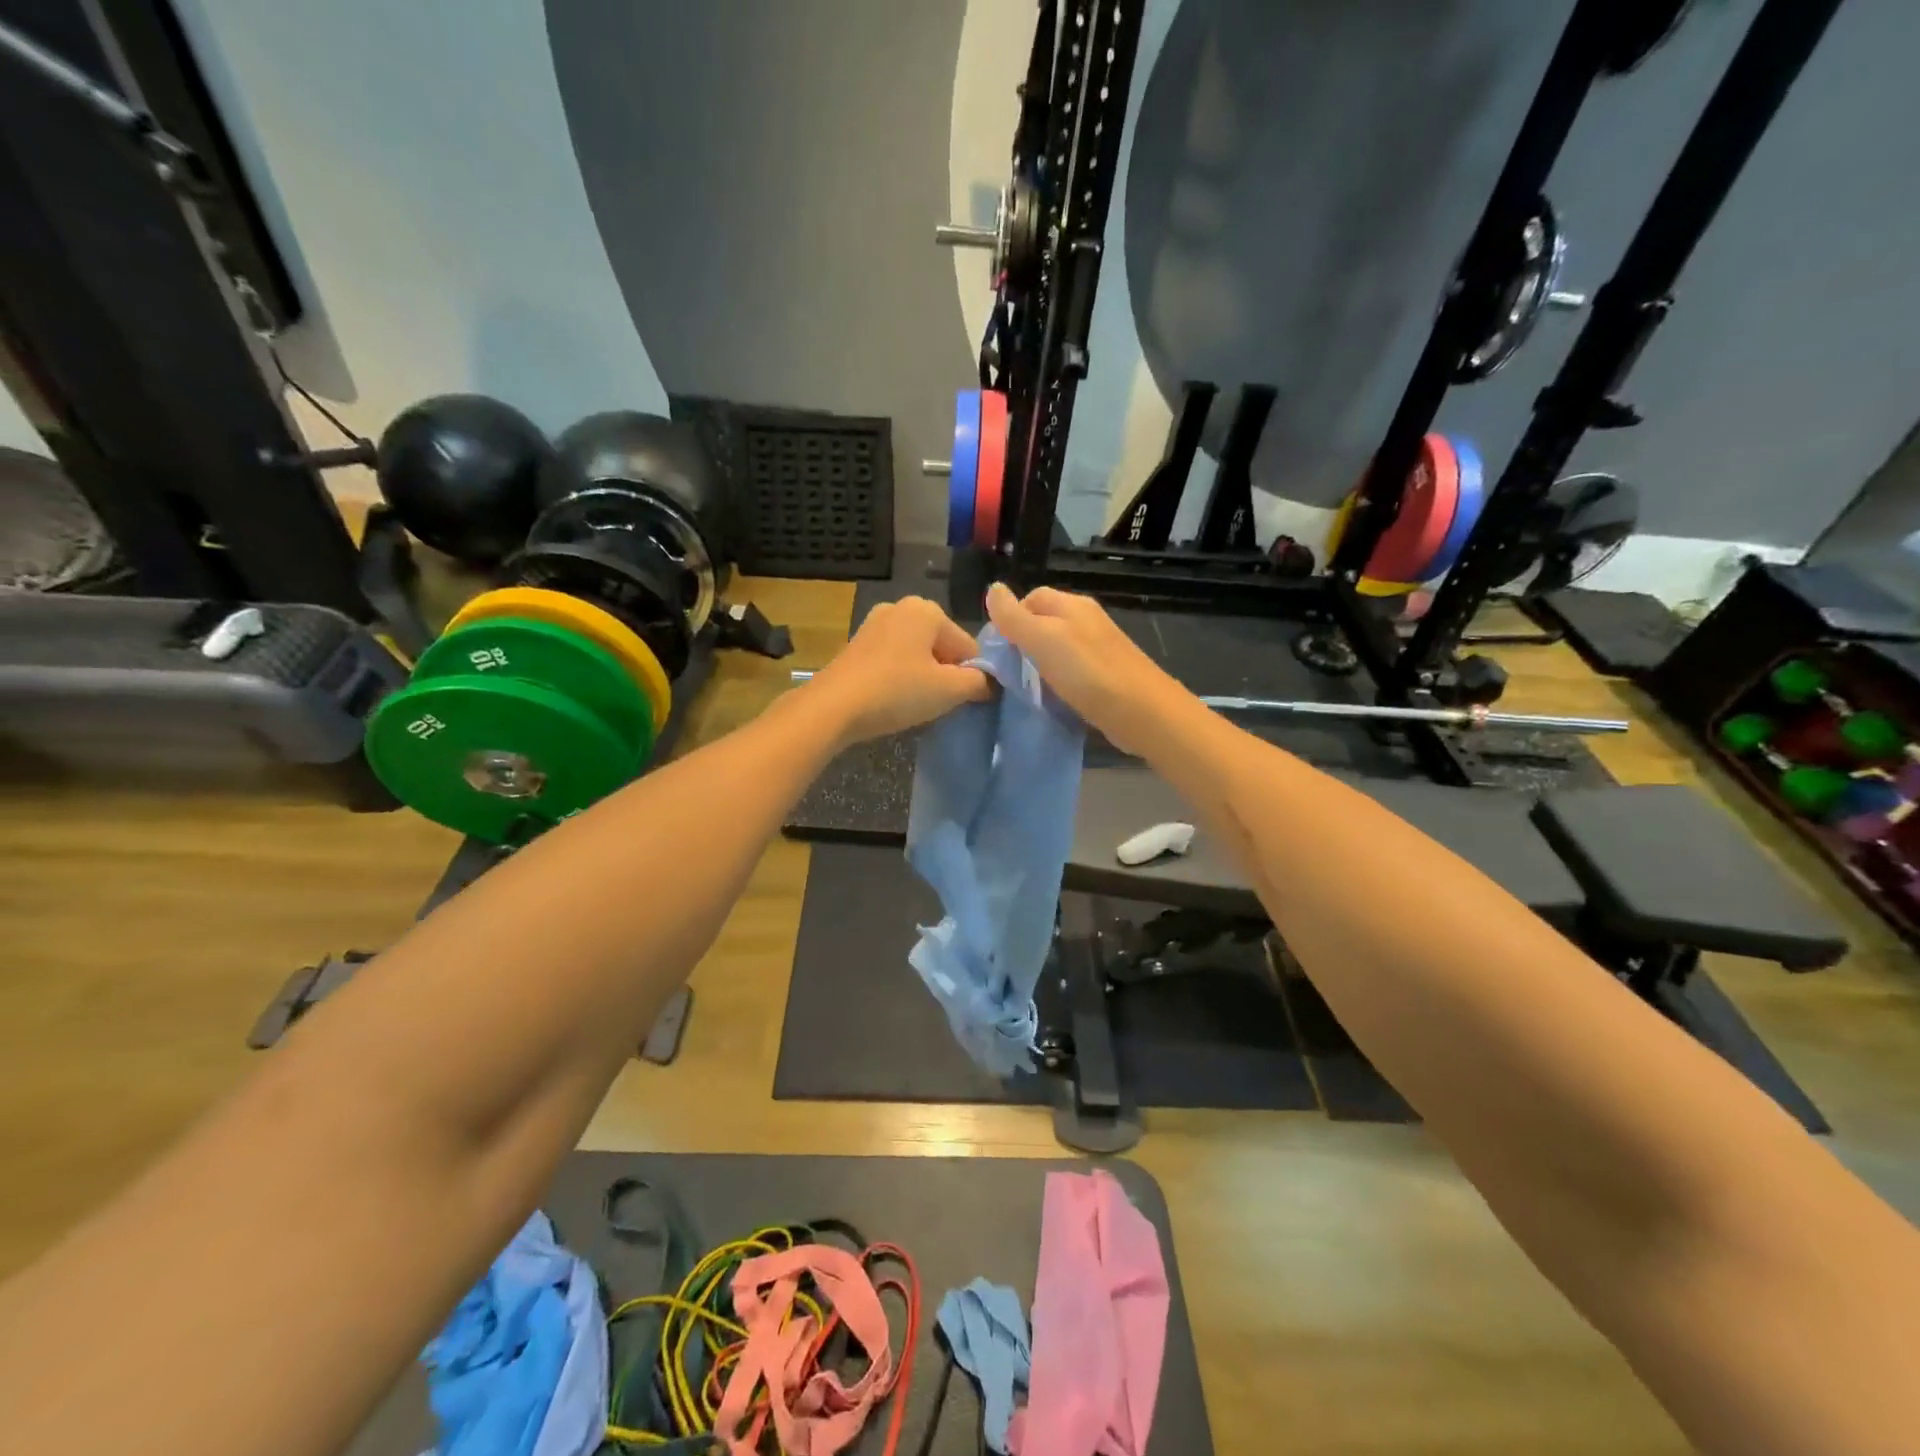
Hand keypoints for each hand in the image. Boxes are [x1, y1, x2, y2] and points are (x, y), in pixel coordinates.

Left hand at [806, 596, 991, 744]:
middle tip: (938, 704)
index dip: (972, 676)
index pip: (968, 646)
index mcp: (927, 609)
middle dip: (946, 674)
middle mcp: (901, 607)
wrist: (833, 707)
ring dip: (923, 677)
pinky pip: (893, 660)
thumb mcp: (948, 690)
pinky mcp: (856, 644)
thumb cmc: (896, 692)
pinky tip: (893, 699)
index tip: (965, 701)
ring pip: (917, 654)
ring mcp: (874, 624)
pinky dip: (900, 677)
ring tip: (915, 704)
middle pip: (942, 646)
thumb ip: (979, 682)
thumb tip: (990, 682)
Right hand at [984, 583, 1185, 754]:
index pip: (1029, 599)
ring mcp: (1098, 649)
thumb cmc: (1088, 673)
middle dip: (1022, 644)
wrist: (1143, 713)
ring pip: (1056, 650)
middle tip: (1007, 672)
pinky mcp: (1105, 676)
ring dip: (1039, 666)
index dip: (1009, 619)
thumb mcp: (1043, 639)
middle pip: (1043, 624)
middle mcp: (1086, 621)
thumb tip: (992, 589)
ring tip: (1026, 688)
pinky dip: (1057, 683)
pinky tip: (1051, 700)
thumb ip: (1014, 617)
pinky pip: (1071, 672)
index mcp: (1072, 605)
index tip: (997, 650)